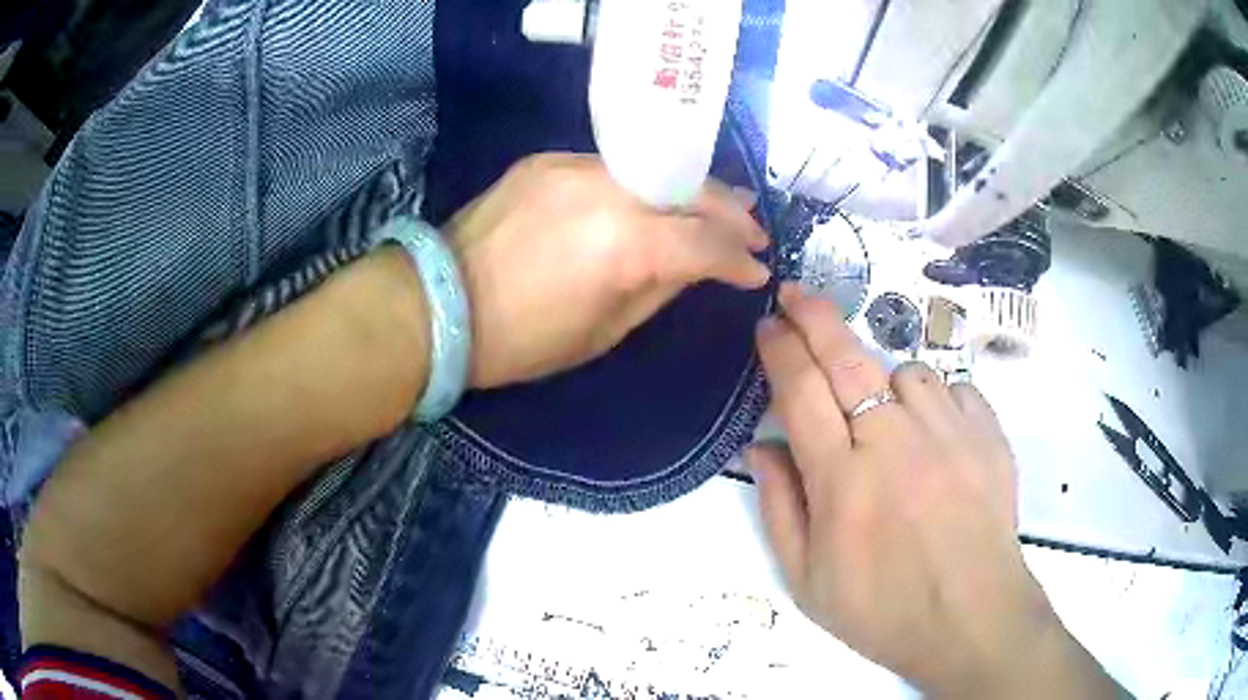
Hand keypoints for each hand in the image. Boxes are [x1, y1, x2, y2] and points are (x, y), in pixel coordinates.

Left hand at [447, 153, 769, 388]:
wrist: (438, 303)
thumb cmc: (522, 339)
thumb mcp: (605, 331)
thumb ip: (661, 288)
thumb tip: (697, 265)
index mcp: (627, 245)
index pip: (705, 242)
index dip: (738, 259)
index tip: (757, 270)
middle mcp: (609, 190)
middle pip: (691, 190)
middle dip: (730, 211)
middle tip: (755, 228)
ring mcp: (575, 166)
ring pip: (655, 169)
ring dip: (692, 189)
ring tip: (722, 201)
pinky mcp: (547, 160)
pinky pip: (612, 167)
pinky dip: (644, 183)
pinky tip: (655, 196)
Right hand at [747, 284, 1119, 697]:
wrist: (970, 619)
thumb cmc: (882, 610)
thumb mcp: (806, 579)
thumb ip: (778, 507)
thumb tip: (762, 445)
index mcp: (841, 480)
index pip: (800, 390)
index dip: (779, 348)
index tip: (767, 324)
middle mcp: (893, 441)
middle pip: (846, 358)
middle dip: (812, 315)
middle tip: (793, 292)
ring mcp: (947, 431)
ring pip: (904, 370)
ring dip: (883, 380)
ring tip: (885, 418)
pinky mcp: (987, 433)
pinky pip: (953, 390)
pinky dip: (935, 402)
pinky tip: (934, 434)